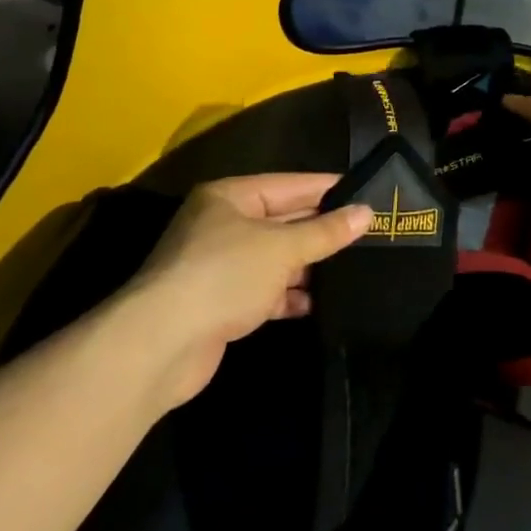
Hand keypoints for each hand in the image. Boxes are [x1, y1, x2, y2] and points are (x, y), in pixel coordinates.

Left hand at [121, 174, 369, 407]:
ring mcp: (219, 265)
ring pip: (275, 258)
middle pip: (282, 221)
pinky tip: (318, 304)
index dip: (327, 189)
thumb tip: (366, 213)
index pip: (289, 185)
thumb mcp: (283, 248)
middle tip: (369, 233)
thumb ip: (326, 232)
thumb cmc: (224, 275)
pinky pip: (264, 291)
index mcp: (230, 197)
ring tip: (354, 268)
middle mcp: (222, 225)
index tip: (367, 193)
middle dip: (320, 230)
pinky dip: (288, 296)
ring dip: (307, 266)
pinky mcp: (220, 303)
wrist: (161, 345)